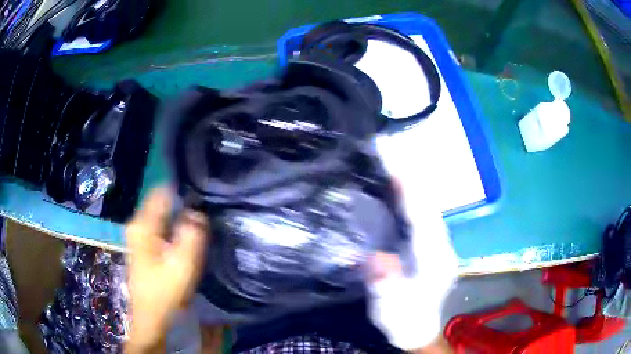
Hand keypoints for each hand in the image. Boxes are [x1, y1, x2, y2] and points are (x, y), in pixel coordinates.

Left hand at [125, 187, 208, 352]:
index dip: (181, 191)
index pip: (161, 193)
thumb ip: (192, 235)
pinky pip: (160, 227)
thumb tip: (197, 213)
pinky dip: (173, 227)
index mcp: (142, 226)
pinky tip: (185, 237)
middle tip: (203, 212)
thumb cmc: (164, 293)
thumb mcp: (182, 266)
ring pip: (161, 215)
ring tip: (198, 223)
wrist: (150, 317)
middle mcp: (137, 225)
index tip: (201, 194)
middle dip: (182, 205)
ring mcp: (138, 235)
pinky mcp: (142, 246)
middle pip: (161, 203)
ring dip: (178, 217)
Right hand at [369, 136, 457, 351]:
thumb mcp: (391, 308)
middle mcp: (439, 243)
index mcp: (433, 258)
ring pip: (424, 202)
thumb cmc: (404, 321)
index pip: (423, 215)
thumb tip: (378, 257)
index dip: (408, 185)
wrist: (417, 329)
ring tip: (388, 153)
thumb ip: (386, 284)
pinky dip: (407, 191)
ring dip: (407, 177)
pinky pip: (418, 210)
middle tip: (385, 145)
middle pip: (426, 201)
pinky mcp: (427, 242)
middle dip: (408, 171)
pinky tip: (393, 180)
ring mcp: (435, 241)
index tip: (392, 157)